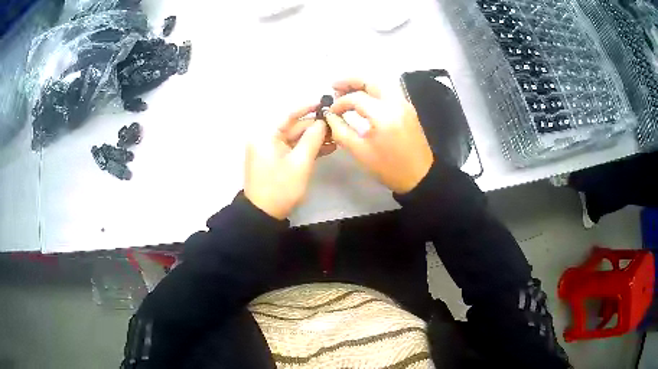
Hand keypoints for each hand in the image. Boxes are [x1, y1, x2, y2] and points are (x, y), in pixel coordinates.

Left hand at [245, 104, 332, 219]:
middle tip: (336, 125)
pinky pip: (292, 148)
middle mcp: (265, 138)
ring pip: (295, 138)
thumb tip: (323, 122)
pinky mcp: (275, 159)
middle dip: (315, 127)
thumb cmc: (280, 187)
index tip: (324, 102)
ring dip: (314, 138)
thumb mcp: (300, 163)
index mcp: (266, 135)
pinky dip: (307, 149)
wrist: (263, 214)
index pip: (288, 115)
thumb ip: (312, 139)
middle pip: (293, 127)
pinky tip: (326, 148)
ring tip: (336, 138)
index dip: (307, 108)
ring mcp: (269, 149)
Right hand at [327, 78, 433, 193]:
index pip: (356, 98)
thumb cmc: (389, 168)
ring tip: (346, 91)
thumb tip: (330, 116)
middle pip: (371, 81)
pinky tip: (363, 100)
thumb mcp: (360, 152)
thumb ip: (341, 131)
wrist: (420, 176)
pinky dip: (373, 91)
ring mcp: (404, 104)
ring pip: (381, 84)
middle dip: (350, 81)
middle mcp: (396, 103)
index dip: (340, 103)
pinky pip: (388, 92)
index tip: (331, 112)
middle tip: (334, 86)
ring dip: (362, 84)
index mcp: (384, 114)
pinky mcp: (408, 109)